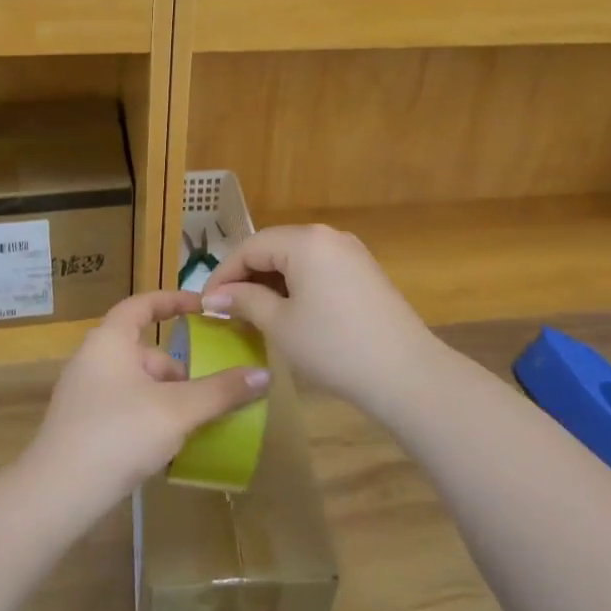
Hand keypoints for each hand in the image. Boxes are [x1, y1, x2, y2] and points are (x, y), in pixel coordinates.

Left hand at [24, 291, 270, 516]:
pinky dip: (149, 416)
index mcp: (110, 340)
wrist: (57, 494)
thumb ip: (221, 391)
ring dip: (167, 399)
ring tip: (192, 427)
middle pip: (146, 351)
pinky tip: (165, 448)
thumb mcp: (178, 410)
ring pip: (137, 383)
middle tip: (208, 393)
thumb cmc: (118, 434)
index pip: (144, 305)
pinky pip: (124, 407)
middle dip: (179, 370)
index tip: (203, 306)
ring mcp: (84, 393)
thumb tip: (265, 375)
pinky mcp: (82, 425)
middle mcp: (93, 359)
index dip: (174, 301)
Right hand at [201, 225, 440, 416]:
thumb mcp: (280, 324)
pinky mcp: (364, 272)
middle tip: (226, 308)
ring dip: (270, 281)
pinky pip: (318, 268)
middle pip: (274, 247)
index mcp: (304, 241)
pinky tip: (288, 311)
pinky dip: (296, 285)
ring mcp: (351, 252)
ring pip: (296, 258)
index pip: (250, 247)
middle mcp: (328, 236)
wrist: (405, 374)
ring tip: (252, 312)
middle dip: (246, 276)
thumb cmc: (333, 346)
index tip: (206, 303)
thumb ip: (244, 301)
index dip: (223, 274)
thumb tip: (214, 296)